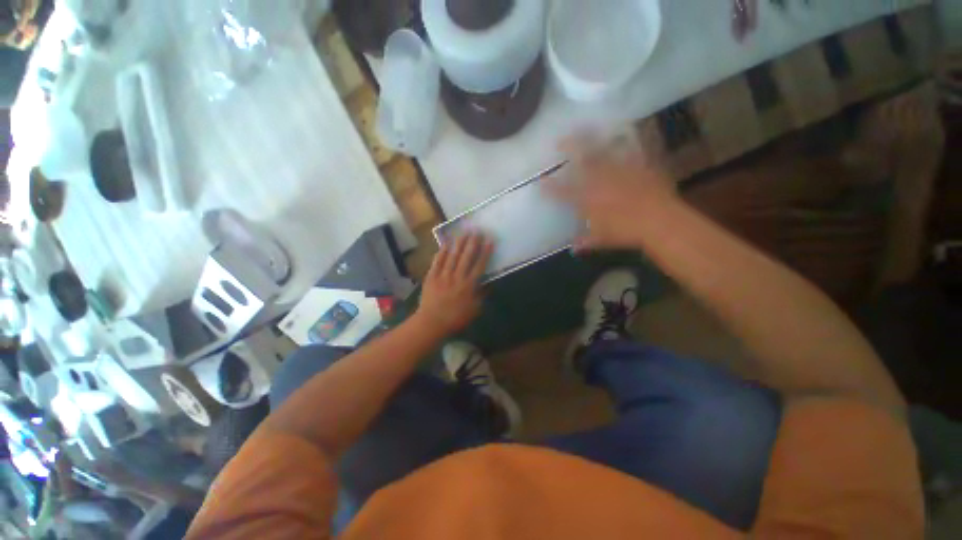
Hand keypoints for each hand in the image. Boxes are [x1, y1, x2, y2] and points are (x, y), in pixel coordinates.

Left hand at [416, 233, 492, 334]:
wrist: (432, 323)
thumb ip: (481, 296)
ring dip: (459, 243)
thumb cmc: (455, 319)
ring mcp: (443, 275)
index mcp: (469, 285)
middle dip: (473, 242)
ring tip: (464, 232)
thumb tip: (488, 284)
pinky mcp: (431, 276)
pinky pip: (438, 261)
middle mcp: (457, 277)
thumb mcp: (474, 310)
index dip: (485, 252)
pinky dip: (442, 252)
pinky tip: (446, 243)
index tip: (489, 241)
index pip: (479, 265)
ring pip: (453, 256)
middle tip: (477, 231)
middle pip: (466, 256)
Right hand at [547, 137, 679, 251]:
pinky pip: (629, 148)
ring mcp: (619, 170)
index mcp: (587, 199)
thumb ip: (586, 241)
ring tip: (585, 128)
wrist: (659, 222)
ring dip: (592, 138)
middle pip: (580, 160)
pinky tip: (622, 132)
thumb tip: (573, 249)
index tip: (541, 181)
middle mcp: (599, 180)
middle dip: (569, 147)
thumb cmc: (626, 233)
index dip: (549, 186)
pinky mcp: (637, 165)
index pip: (562, 191)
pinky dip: (625, 139)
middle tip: (560, 141)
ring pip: (602, 149)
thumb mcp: (603, 240)